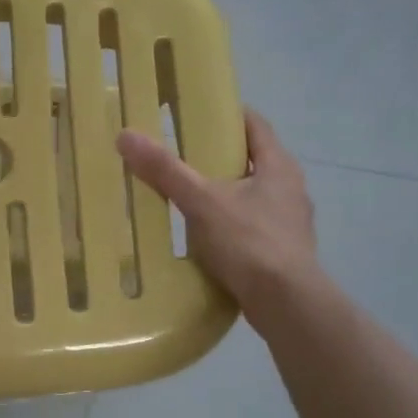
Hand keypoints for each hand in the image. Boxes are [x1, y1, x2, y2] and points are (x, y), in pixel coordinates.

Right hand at [116, 108, 318, 331]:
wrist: (286, 303)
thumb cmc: (249, 242)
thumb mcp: (201, 202)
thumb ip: (166, 171)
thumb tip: (126, 136)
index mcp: (278, 166)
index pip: (255, 125)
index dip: (228, 115)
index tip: (198, 113)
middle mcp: (290, 189)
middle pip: (254, 161)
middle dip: (220, 157)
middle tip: (183, 156)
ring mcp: (290, 223)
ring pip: (253, 196)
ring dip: (225, 193)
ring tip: (189, 197)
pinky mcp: (283, 252)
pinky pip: (252, 227)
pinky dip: (230, 225)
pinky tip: (206, 237)